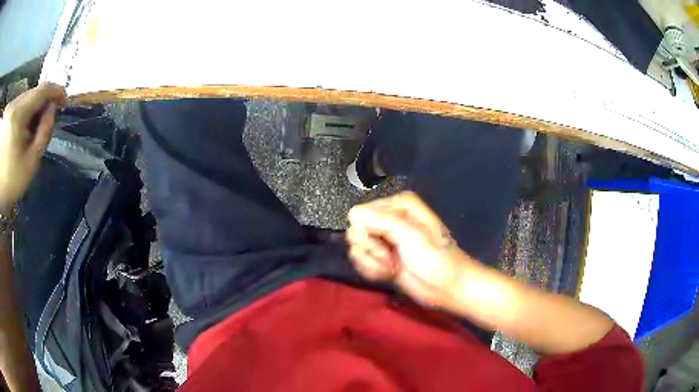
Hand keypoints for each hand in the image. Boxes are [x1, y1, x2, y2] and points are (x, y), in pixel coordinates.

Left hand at [0, 83, 65, 211]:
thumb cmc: (9, 184)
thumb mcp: (29, 165)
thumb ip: (43, 134)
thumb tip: (51, 110)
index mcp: (18, 114)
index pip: (42, 90)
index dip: (56, 91)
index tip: (64, 101)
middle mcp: (13, 104)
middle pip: (31, 95)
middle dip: (39, 105)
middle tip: (44, 123)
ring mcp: (8, 108)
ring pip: (22, 100)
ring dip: (28, 111)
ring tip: (28, 131)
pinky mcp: (6, 114)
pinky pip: (15, 106)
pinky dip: (20, 115)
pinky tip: (18, 131)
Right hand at [346, 191, 476, 307]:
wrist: (447, 287)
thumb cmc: (436, 259)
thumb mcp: (412, 235)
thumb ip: (381, 221)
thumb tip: (352, 213)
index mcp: (398, 205)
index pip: (362, 213)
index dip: (369, 231)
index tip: (387, 244)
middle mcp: (389, 218)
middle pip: (356, 230)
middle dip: (371, 248)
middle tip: (390, 257)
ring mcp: (384, 239)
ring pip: (357, 247)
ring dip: (372, 261)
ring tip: (392, 266)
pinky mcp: (381, 258)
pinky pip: (361, 260)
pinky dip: (372, 269)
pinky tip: (388, 273)